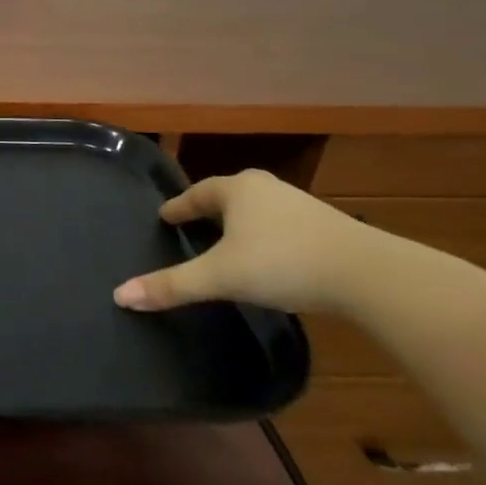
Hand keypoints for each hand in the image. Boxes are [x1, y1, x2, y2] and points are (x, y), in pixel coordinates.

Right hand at [113, 169, 393, 314]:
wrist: (366, 273)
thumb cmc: (282, 262)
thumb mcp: (220, 276)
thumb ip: (172, 285)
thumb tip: (119, 296)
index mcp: (236, 190)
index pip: (196, 193)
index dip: (178, 207)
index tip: (164, 216)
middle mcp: (265, 189)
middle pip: (227, 197)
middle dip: (209, 211)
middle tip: (191, 228)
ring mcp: (298, 205)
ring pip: (256, 212)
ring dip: (239, 225)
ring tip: (226, 244)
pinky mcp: (324, 227)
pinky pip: (280, 228)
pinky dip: (265, 239)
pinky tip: (267, 260)